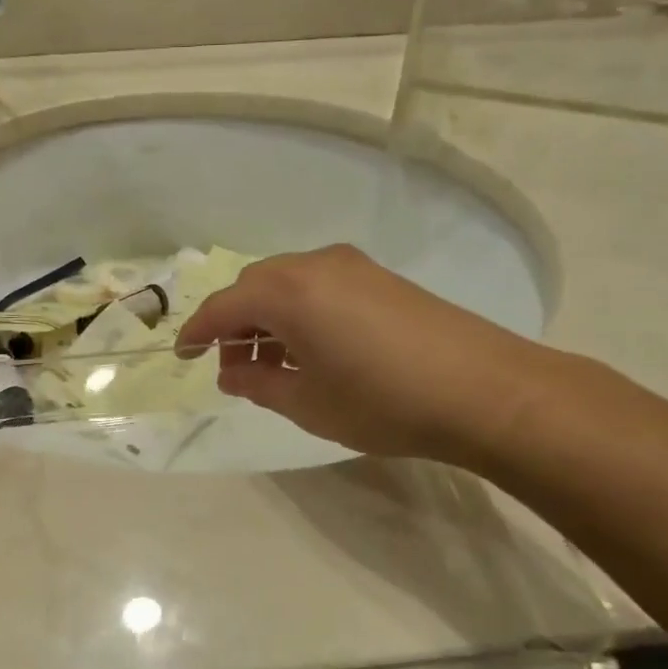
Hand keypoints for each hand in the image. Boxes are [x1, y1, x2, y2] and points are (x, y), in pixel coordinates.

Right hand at [177, 245, 557, 468]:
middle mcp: (314, 265)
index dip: (197, 332)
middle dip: (235, 324)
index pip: (223, 306)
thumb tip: (231, 372)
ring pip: (287, 284)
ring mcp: (352, 267)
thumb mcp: (307, 403)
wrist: (484, 390)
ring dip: (268, 318)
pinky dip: (300, 312)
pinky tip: (313, 350)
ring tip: (274, 365)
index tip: (183, 355)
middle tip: (235, 368)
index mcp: (287, 292)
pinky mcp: (380, 278)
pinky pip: (318, 286)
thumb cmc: (382, 401)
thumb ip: (257, 383)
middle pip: (254, 287)